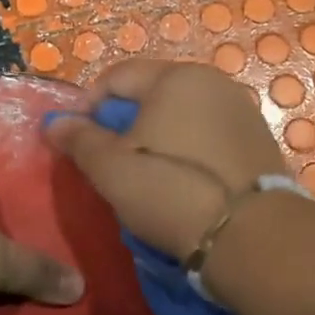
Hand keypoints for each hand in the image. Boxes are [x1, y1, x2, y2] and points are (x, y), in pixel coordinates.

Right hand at [43, 59, 289, 260]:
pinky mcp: (259, 142)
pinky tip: (179, 183)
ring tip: (143, 176)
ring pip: (179, 115)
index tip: (78, 141)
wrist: (252, 238)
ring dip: (154, 137)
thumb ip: (79, 139)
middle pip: (150, 93)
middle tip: (109, 161)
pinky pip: (206, 135)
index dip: (88, 106)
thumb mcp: (110, 168)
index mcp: (175, 77)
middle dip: (122, 122)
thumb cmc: (170, 191)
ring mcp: (241, 111)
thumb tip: (55, 122)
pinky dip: (185, 150)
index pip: (116, 76)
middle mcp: (213, 82)